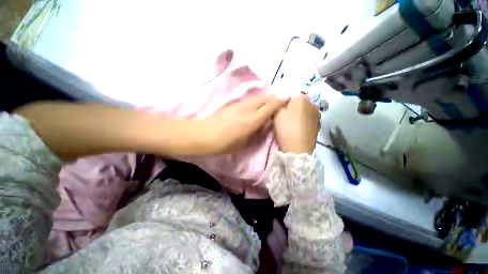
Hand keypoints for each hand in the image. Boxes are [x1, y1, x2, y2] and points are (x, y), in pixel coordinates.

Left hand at [194, 94, 288, 153]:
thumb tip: (262, 124)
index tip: (288, 98)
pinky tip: (257, 104)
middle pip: (264, 98)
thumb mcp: (243, 143)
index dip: (280, 101)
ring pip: (257, 97)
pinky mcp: (233, 105)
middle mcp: (247, 109)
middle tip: (282, 99)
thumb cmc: (224, 144)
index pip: (270, 107)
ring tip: (271, 100)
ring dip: (266, 97)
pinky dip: (257, 100)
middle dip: (275, 97)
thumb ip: (255, 132)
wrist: (204, 135)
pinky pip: (249, 100)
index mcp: (252, 121)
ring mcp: (239, 105)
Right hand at [273, 95, 320, 153]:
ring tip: (292, 126)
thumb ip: (278, 102)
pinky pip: (309, 120)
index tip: (280, 114)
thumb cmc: (286, 128)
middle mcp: (313, 104)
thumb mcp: (277, 113)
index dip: (283, 105)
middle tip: (285, 120)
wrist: (298, 148)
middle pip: (299, 104)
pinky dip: (304, 123)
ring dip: (299, 116)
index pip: (290, 97)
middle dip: (292, 109)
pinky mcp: (318, 126)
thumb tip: (282, 100)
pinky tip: (299, 130)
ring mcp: (317, 115)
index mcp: (302, 98)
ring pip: (304, 112)